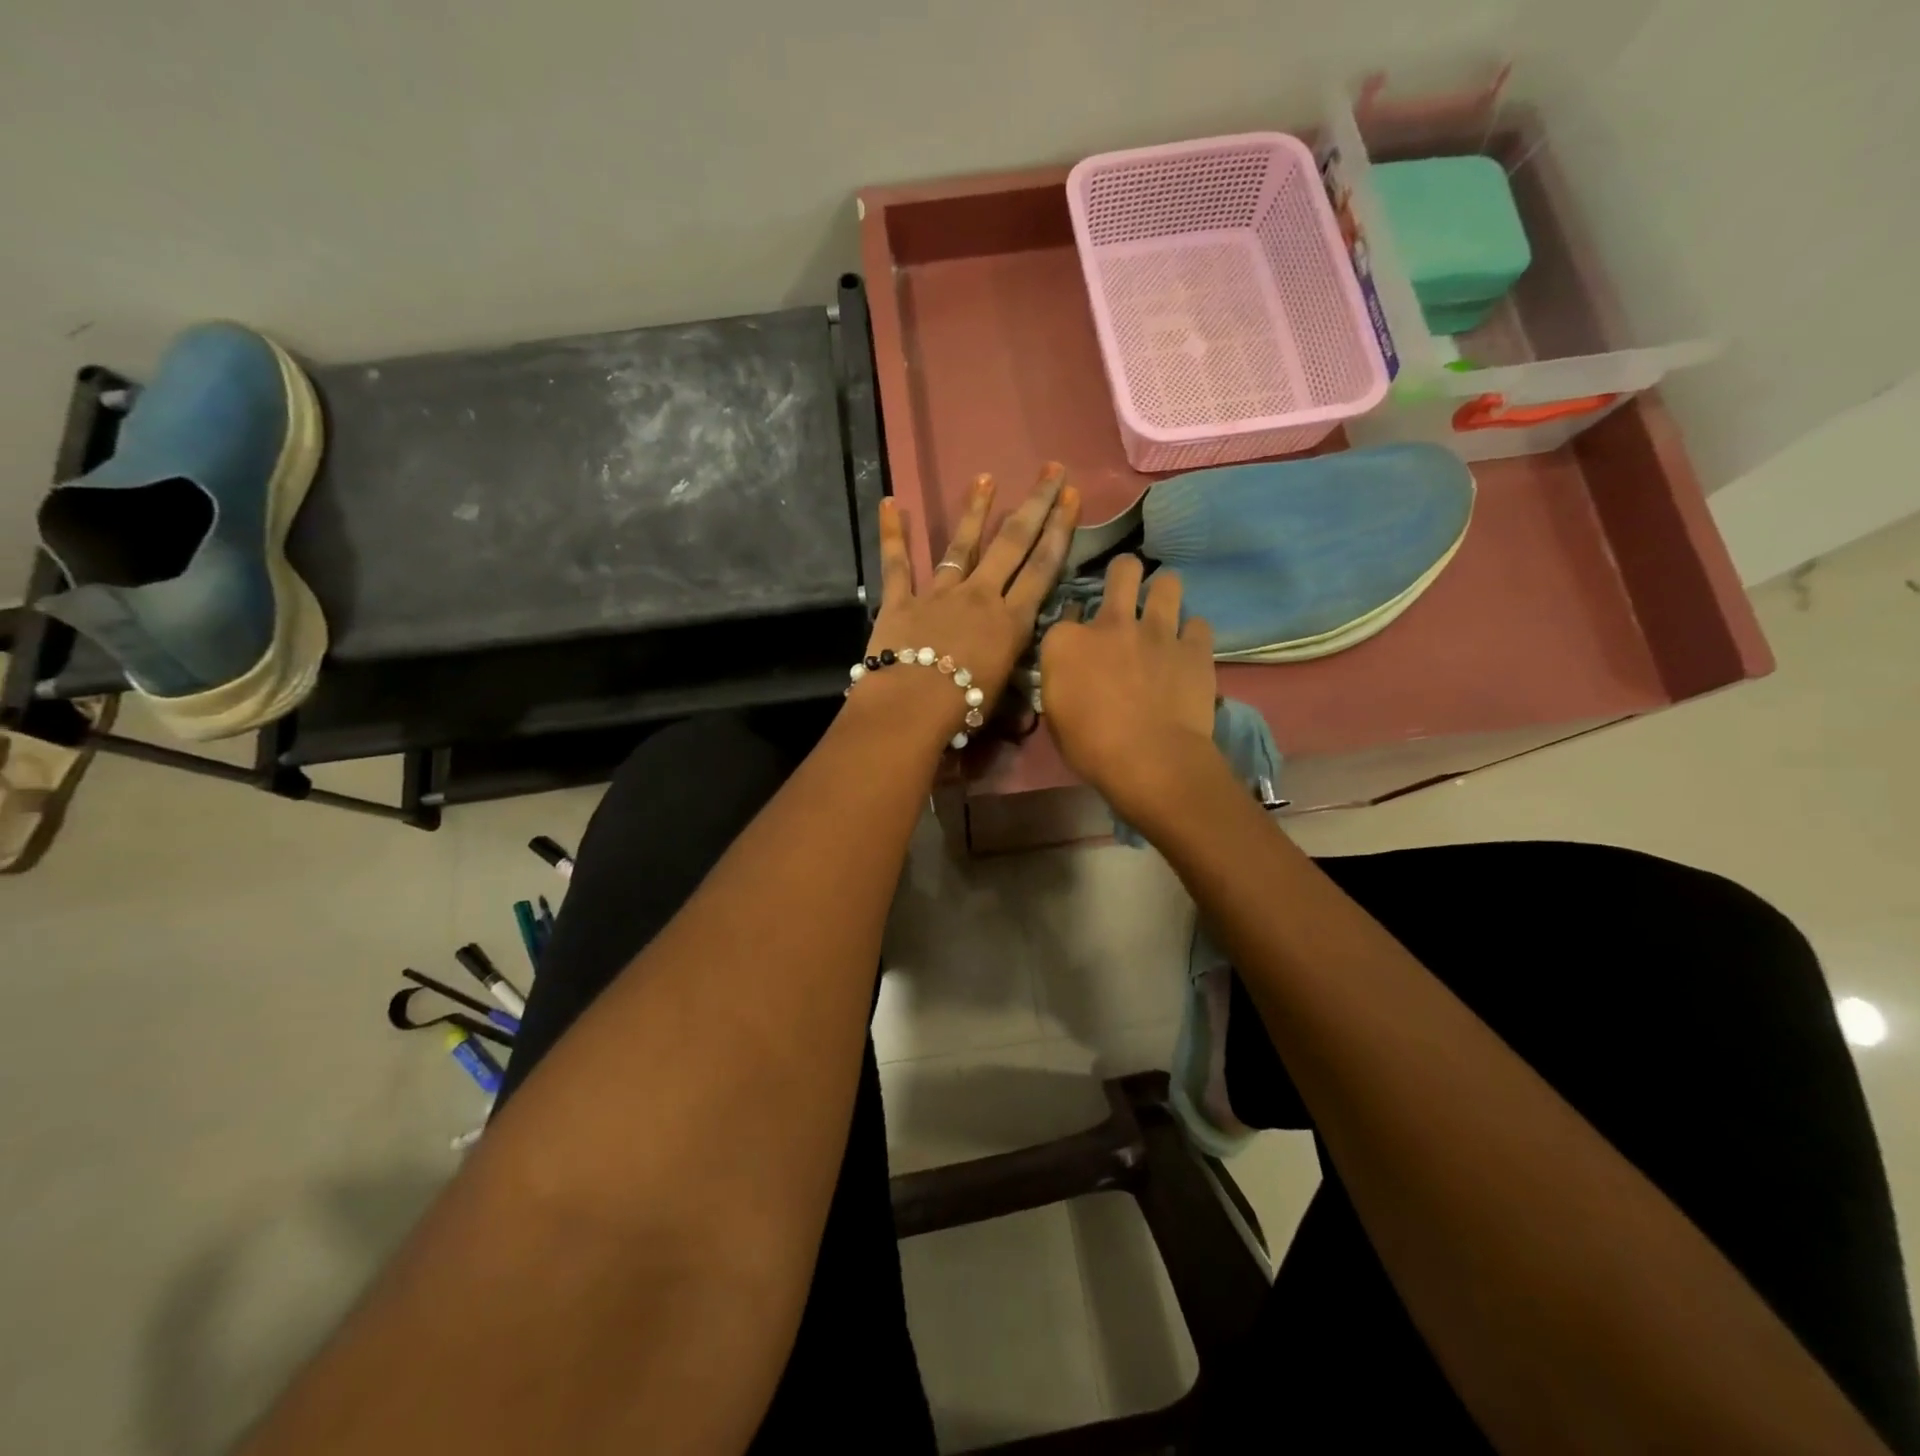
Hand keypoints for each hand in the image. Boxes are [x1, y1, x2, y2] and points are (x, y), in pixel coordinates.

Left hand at [853, 464, 1079, 744]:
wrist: (912, 706)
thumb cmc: (964, 709)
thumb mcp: (1001, 702)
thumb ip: (1014, 698)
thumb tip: (1026, 718)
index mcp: (1010, 621)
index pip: (1042, 568)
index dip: (1060, 530)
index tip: (1072, 497)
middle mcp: (980, 597)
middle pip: (1012, 544)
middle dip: (1035, 504)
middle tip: (1051, 470)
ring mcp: (939, 594)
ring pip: (961, 545)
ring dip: (975, 511)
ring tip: (986, 478)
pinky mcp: (901, 600)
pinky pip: (896, 563)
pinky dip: (891, 534)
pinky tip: (888, 503)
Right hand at [1039, 555, 1220, 822]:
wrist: (1150, 760)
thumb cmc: (1090, 747)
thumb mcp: (1055, 715)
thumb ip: (1060, 681)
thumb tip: (1068, 670)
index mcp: (1066, 642)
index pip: (1065, 613)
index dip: (1073, 622)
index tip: (1078, 636)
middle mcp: (1111, 623)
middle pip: (1122, 572)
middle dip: (1125, 573)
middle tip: (1127, 588)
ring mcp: (1156, 631)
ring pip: (1167, 583)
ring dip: (1164, 590)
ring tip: (1163, 605)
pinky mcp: (1194, 647)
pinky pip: (1198, 624)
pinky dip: (1192, 633)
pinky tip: (1188, 646)